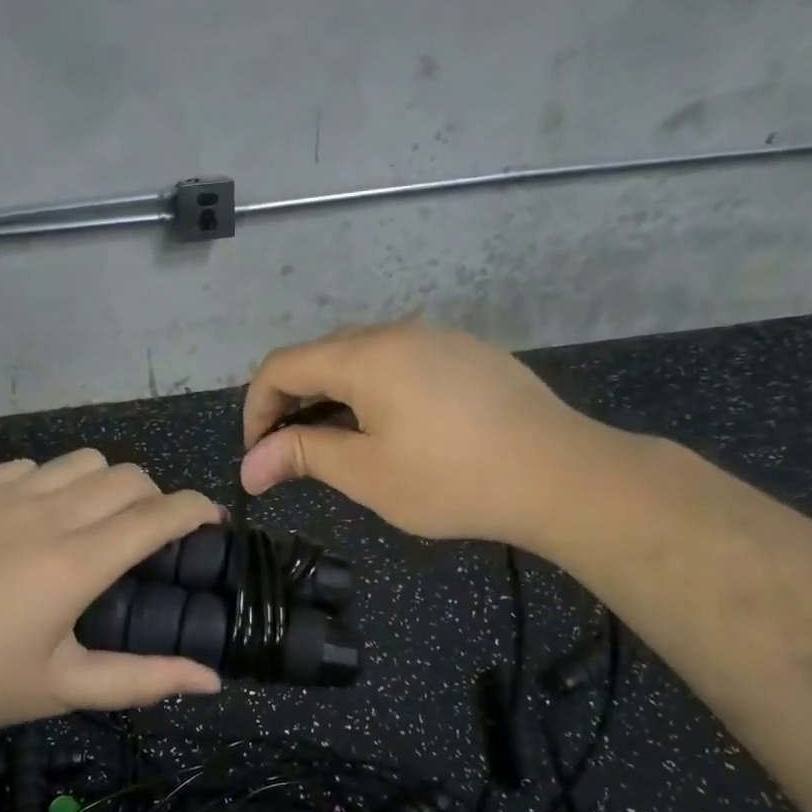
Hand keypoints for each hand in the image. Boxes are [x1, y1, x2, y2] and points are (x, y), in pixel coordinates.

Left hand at [0, 451, 223, 743]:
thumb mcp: (62, 689)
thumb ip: (142, 679)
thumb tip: (210, 679)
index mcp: (78, 561)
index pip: (160, 513)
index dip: (197, 510)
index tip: (212, 523)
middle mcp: (50, 512)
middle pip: (130, 477)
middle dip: (156, 500)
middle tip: (150, 540)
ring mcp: (8, 493)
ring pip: (85, 460)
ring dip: (108, 484)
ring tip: (97, 523)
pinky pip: (35, 466)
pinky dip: (56, 482)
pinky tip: (40, 518)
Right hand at [239, 321, 619, 545]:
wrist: (562, 475)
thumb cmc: (452, 478)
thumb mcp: (367, 473)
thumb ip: (302, 455)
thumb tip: (250, 466)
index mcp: (364, 355)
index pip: (282, 366)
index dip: (256, 407)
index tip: (258, 454)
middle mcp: (397, 332)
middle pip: (320, 355)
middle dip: (292, 402)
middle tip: (291, 453)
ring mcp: (438, 339)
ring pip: (362, 357)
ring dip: (333, 395)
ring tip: (339, 443)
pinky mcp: (469, 354)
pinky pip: (401, 361)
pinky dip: (374, 390)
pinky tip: (394, 427)